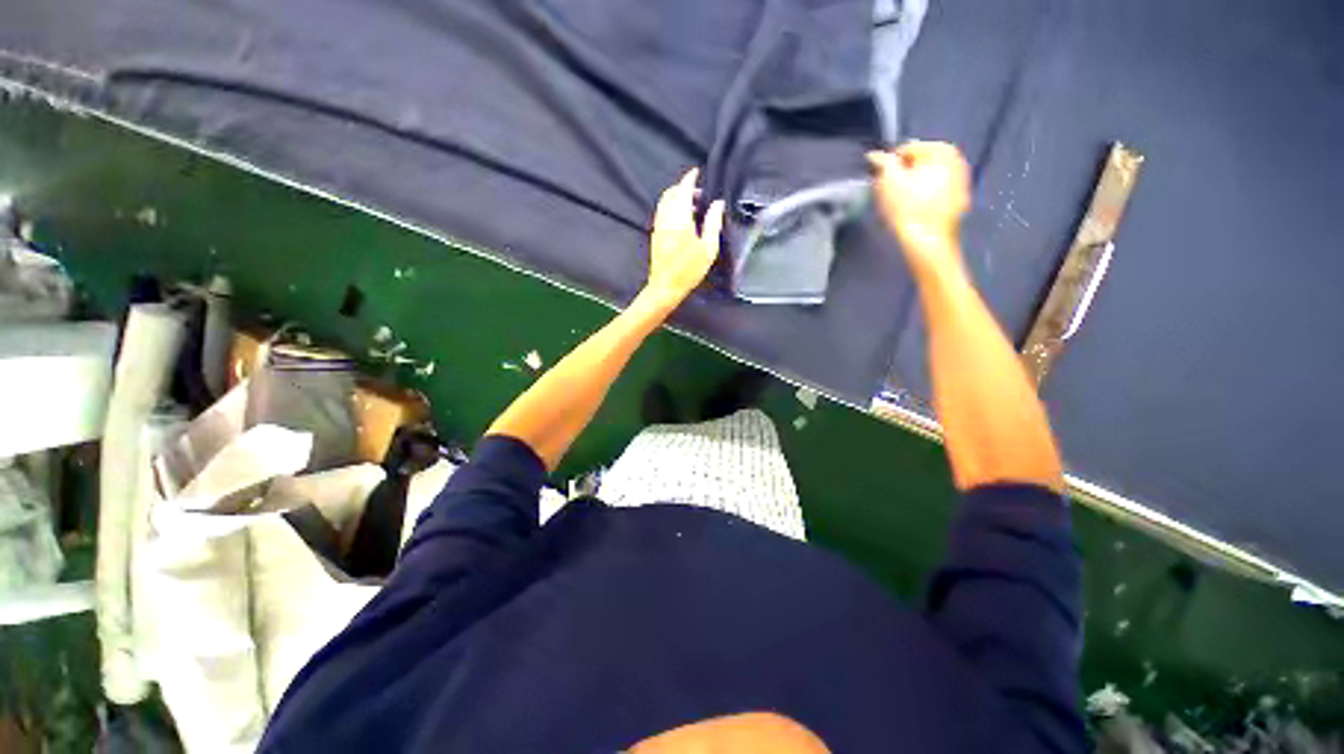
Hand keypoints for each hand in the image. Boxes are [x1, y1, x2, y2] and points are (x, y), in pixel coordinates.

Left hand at [643, 168, 724, 307]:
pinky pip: (662, 212)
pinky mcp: (655, 235)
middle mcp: (666, 219)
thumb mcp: (708, 249)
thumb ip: (713, 223)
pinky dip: (671, 207)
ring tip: (693, 205)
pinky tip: (682, 218)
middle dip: (683, 187)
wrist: (665, 287)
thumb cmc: (689, 270)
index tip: (696, 172)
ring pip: (665, 203)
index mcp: (680, 219)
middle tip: (699, 193)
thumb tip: (717, 204)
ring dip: (677, 197)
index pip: (682, 190)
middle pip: (671, 194)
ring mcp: (658, 227)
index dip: (689, 179)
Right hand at [868, 141, 970, 274]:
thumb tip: (875, 155)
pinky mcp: (960, 201)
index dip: (891, 164)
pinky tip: (913, 211)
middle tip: (889, 192)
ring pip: (930, 178)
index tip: (880, 180)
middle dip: (904, 175)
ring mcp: (962, 182)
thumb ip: (883, 164)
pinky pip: (938, 193)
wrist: (927, 241)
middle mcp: (957, 160)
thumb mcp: (889, 182)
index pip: (908, 149)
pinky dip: (925, 197)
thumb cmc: (908, 209)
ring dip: (914, 186)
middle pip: (921, 163)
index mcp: (942, 150)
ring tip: (899, 204)